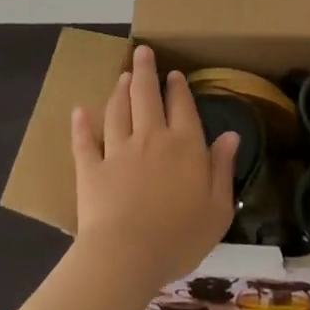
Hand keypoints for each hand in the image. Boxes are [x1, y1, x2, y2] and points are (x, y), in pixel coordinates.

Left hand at [71, 45, 239, 291]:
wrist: (126, 257)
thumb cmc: (180, 237)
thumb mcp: (218, 208)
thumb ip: (223, 168)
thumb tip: (231, 135)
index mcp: (185, 145)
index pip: (182, 106)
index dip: (178, 88)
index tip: (174, 74)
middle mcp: (152, 138)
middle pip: (147, 96)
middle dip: (146, 72)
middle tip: (142, 52)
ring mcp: (118, 151)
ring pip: (118, 111)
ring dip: (120, 91)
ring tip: (122, 77)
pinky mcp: (91, 170)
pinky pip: (84, 142)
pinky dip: (81, 125)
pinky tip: (78, 111)